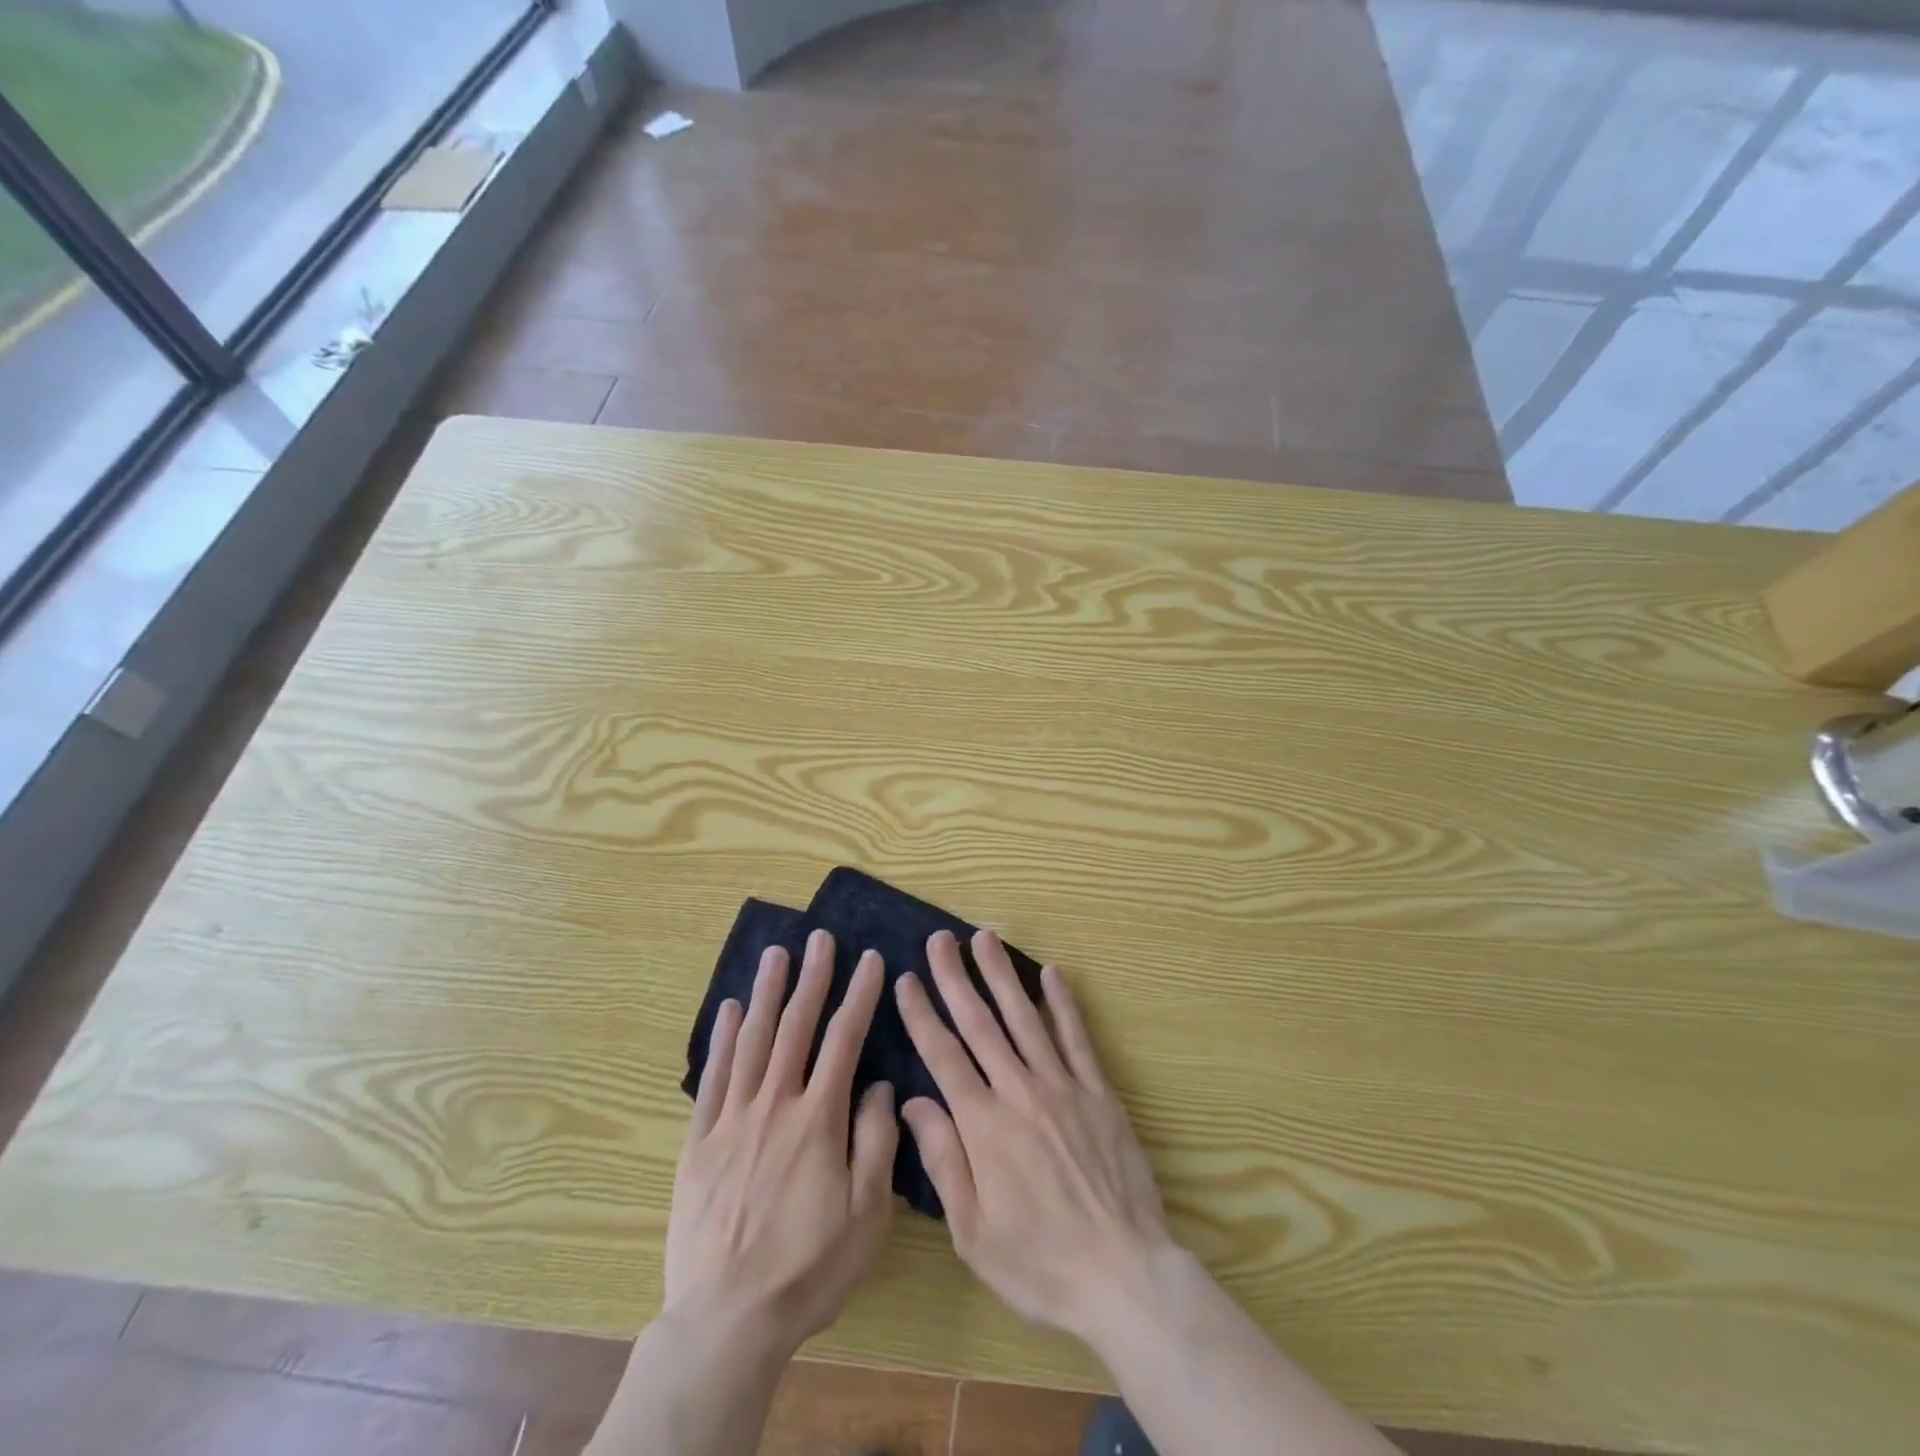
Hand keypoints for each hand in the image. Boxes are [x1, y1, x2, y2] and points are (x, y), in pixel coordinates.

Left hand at [667, 929, 897, 1356]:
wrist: (726, 1320)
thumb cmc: (808, 1269)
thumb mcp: (866, 1216)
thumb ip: (876, 1143)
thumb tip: (879, 1085)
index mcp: (818, 1121)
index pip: (844, 1041)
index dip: (859, 996)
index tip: (869, 959)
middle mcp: (775, 1106)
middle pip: (795, 1028)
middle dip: (811, 978)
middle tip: (819, 937)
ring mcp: (733, 1121)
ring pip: (752, 1042)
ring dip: (765, 993)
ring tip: (775, 954)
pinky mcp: (700, 1142)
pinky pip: (713, 1079)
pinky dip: (721, 1040)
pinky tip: (727, 1009)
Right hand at [895, 930, 1169, 1339]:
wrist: (1123, 1276)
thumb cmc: (1039, 1263)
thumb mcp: (972, 1231)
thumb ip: (942, 1160)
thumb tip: (912, 1101)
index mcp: (983, 1125)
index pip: (943, 1055)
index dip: (922, 1014)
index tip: (907, 979)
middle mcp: (1020, 1092)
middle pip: (981, 1024)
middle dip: (956, 978)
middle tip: (940, 939)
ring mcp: (1063, 1087)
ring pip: (1025, 1018)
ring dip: (1001, 975)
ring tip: (984, 938)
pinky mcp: (1099, 1093)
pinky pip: (1077, 1038)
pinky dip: (1063, 1003)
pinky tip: (1051, 973)